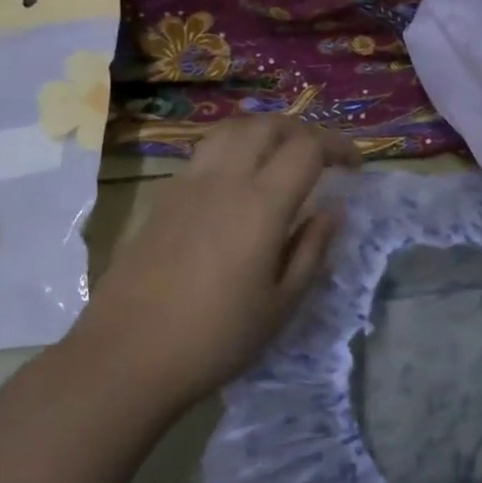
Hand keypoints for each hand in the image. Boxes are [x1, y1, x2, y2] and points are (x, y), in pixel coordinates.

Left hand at [66, 116, 360, 413]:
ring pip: (229, 131)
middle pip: (266, 126)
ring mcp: (186, 186)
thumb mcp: (281, 305)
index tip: (354, 167)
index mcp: (261, 205)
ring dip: (262, 131)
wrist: (127, 356)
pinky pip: (203, 155)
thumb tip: (331, 212)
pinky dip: (231, 151)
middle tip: (320, 154)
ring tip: (278, 155)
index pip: (307, 149)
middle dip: (301, 130)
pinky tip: (236, 184)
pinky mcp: (161, 200)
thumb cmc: (216, 338)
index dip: (337, 147)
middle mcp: (224, 181)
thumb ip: (311, 250)